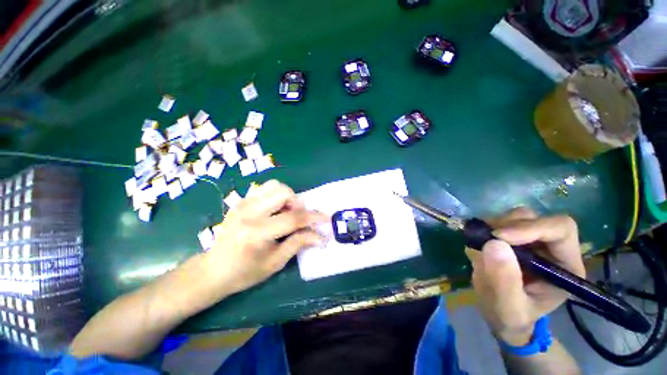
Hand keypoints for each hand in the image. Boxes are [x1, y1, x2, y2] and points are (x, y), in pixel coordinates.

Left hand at [204, 180, 328, 295]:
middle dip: (298, 203)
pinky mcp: (241, 201)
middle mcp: (249, 212)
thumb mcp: (276, 262)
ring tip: (286, 212)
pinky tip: (274, 210)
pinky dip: (275, 195)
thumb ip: (299, 243)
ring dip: (287, 197)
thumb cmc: (245, 272)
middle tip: (298, 218)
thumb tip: (321, 236)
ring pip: (274, 185)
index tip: (327, 218)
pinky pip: (264, 188)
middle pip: (283, 192)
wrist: (213, 270)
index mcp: (257, 232)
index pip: (293, 218)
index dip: (314, 217)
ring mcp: (243, 203)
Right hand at [464, 208, 584, 345]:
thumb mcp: (507, 308)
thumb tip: (494, 243)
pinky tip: (478, 242)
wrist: (500, 314)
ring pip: (517, 216)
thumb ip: (504, 281)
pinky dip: (486, 226)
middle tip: (485, 238)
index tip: (498, 236)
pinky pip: (500, 221)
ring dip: (495, 224)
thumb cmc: (511, 316)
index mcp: (565, 266)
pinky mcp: (513, 238)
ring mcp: (532, 241)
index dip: (531, 228)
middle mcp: (552, 248)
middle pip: (536, 218)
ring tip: (480, 242)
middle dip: (508, 225)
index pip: (560, 230)